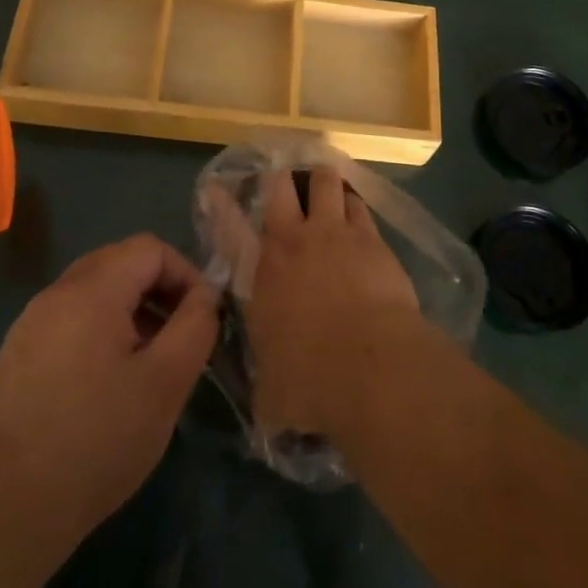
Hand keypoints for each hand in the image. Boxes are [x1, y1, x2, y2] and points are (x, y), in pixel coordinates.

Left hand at [0, 234, 219, 554]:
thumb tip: (205, 295)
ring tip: (148, 365)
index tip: (201, 319)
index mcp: (91, 289)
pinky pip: (68, 322)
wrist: (4, 511)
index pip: (149, 248)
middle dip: (158, 291)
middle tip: (179, 337)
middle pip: (119, 263)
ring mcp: (29, 325)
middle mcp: (55, 294)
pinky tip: (106, 387)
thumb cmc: (96, 440)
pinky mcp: (15, 358)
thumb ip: (195, 326)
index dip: (185, 274)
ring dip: (130, 314)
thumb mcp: (165, 383)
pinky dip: (99, 334)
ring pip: (93, 294)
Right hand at [243, 168, 420, 437]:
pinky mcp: (371, 239)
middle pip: (281, 187)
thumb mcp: (271, 394)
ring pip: (325, 183)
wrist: (368, 364)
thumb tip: (266, 411)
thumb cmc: (309, 382)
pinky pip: (360, 206)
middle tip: (283, 177)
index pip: (230, 230)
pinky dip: (355, 204)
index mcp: (261, 275)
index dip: (221, 205)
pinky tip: (357, 208)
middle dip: (280, 179)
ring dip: (323, 181)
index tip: (215, 188)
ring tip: (325, 184)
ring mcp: (335, 233)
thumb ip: (266, 390)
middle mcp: (293, 242)